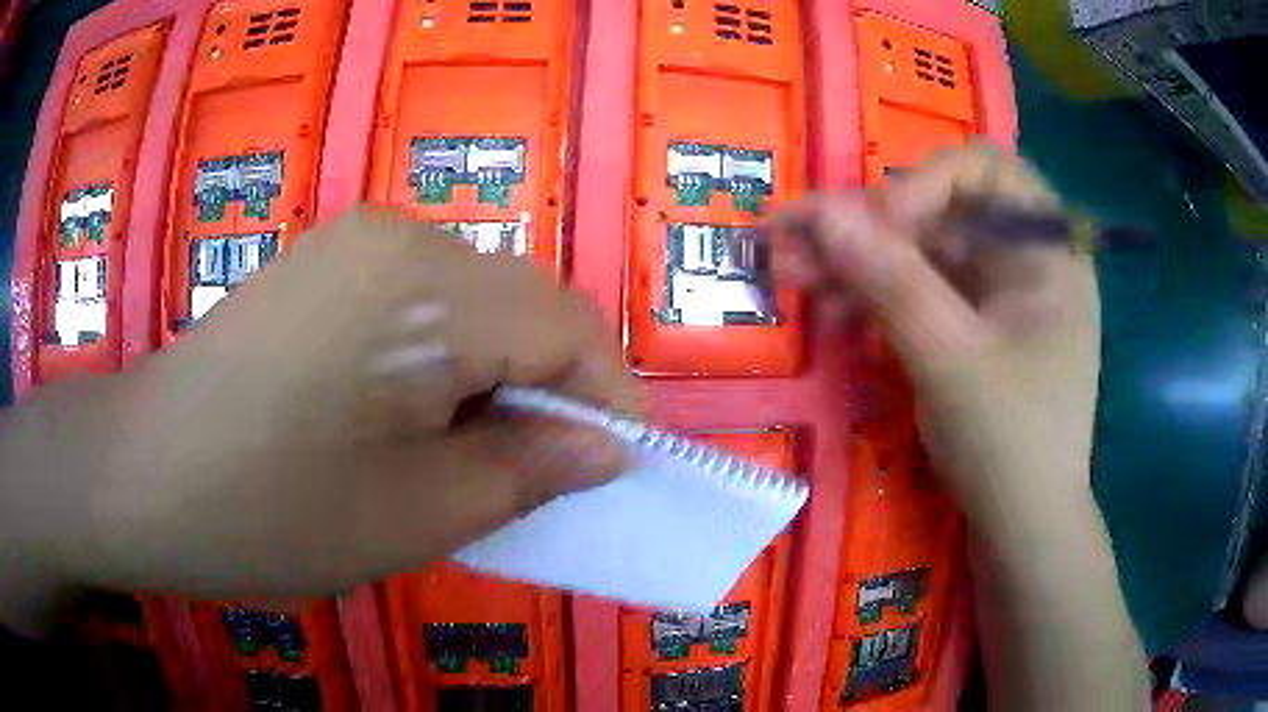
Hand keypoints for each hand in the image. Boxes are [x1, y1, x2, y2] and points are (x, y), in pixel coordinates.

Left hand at [3, 206, 631, 611]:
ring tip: (472, 454)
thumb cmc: (267, 512)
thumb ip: (526, 473)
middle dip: (553, 389)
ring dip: (498, 376)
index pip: (568, 325)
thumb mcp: (414, 516)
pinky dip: (446, 359)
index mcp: (426, 289)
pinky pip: (423, 301)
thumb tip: (606, 450)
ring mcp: (355, 242)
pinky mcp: (325, 262)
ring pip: (477, 301)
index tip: (615, 469)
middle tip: (542, 474)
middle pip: (525, 304)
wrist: (141, 475)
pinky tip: (409, 416)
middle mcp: (400, 237)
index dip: (607, 398)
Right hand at [774, 146, 1098, 532]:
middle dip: (868, 225)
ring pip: (920, 254)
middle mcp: (1022, 260)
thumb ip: (890, 279)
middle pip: (940, 212)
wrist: (1023, 530)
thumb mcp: (950, 358)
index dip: (926, 183)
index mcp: (1046, 250)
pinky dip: (877, 299)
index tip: (879, 226)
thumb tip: (821, 211)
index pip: (984, 170)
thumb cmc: (1009, 443)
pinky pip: (920, 295)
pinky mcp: (971, 330)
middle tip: (796, 237)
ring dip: (858, 262)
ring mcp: (996, 297)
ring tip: (792, 275)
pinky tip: (831, 312)